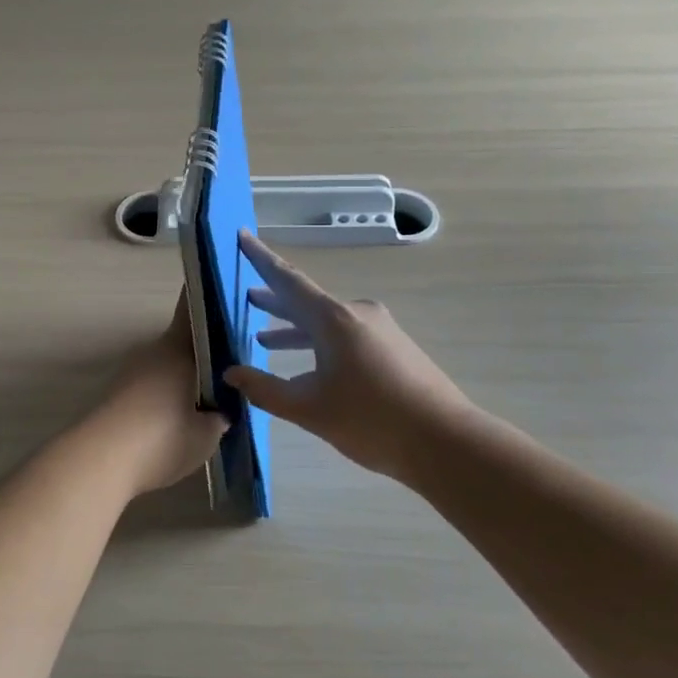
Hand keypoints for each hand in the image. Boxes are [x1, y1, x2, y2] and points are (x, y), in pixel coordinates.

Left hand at [84, 293, 227, 496]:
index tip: (224, 295)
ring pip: (165, 365)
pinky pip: (150, 387)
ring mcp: (131, 372)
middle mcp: (152, 352)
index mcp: (177, 348)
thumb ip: (219, 416)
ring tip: (208, 401)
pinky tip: (178, 420)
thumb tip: (221, 411)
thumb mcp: (207, 434)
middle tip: (228, 370)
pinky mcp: (116, 395)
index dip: (207, 299)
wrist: (102, 460)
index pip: (191, 308)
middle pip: (181, 341)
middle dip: (203, 351)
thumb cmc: (163, 438)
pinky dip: (165, 396)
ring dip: (183, 377)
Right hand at [225, 231, 480, 483]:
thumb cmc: (371, 420)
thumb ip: (265, 389)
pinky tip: (308, 366)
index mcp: (333, 318)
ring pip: (325, 321)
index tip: (242, 235)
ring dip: (295, 328)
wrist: (446, 442)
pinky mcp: (393, 348)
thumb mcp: (308, 408)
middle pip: (306, 300)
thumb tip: (232, 373)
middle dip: (274, 301)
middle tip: (246, 298)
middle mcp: (356, 313)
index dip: (261, 258)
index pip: (287, 280)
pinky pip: (345, 334)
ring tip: (265, 338)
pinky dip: (319, 342)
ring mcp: (379, 329)